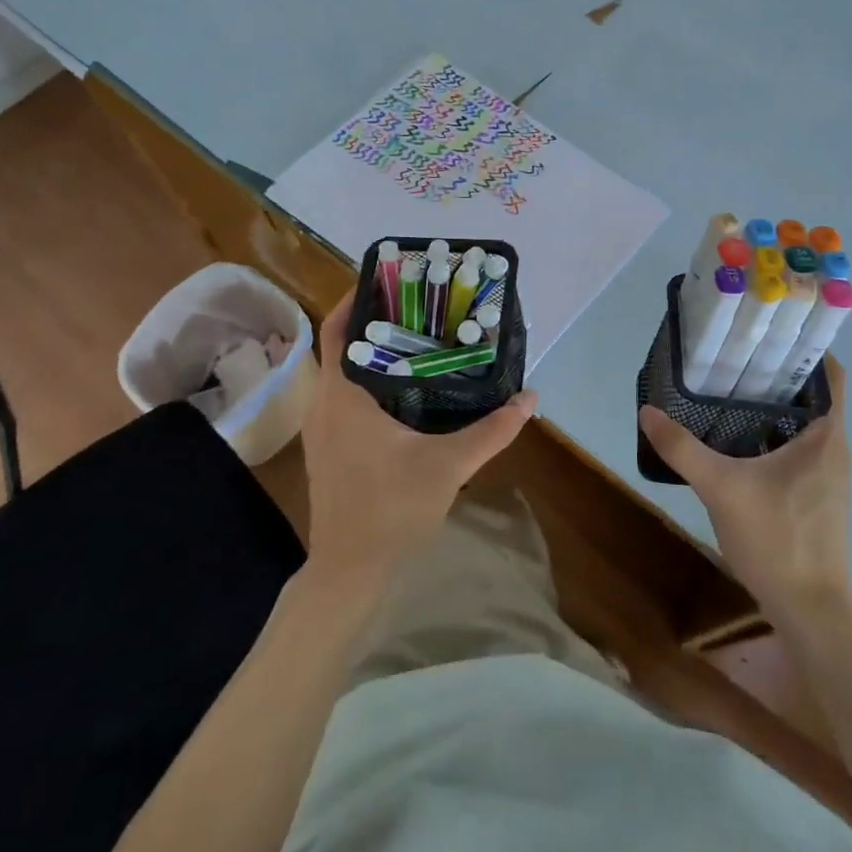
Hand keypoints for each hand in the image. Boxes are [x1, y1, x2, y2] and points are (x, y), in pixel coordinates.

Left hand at [301, 289, 538, 586]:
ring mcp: (320, 427)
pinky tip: (402, 386)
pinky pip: (341, 394)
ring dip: (369, 350)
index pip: (337, 328)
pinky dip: (365, 378)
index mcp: (342, 396)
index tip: (390, 280)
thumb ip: (493, 430)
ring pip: (340, 371)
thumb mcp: (449, 465)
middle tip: (417, 305)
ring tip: (415, 337)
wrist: (350, 571)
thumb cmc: (392, 510)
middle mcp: (323, 403)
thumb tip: (531, 397)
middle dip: (373, 320)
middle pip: (341, 344)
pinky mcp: (326, 446)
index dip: (356, 298)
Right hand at [638, 356, 851, 623]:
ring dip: (773, 405)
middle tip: (734, 355)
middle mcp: (834, 448)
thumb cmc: (777, 540)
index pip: (831, 374)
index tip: (769, 332)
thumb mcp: (721, 488)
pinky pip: (798, 448)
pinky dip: (772, 434)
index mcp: (825, 435)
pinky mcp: (816, 497)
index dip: (806, 347)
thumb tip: (647, 411)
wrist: (810, 612)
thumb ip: (682, 448)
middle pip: (812, 395)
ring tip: (729, 389)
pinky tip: (737, 441)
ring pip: (804, 423)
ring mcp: (828, 476)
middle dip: (777, 372)